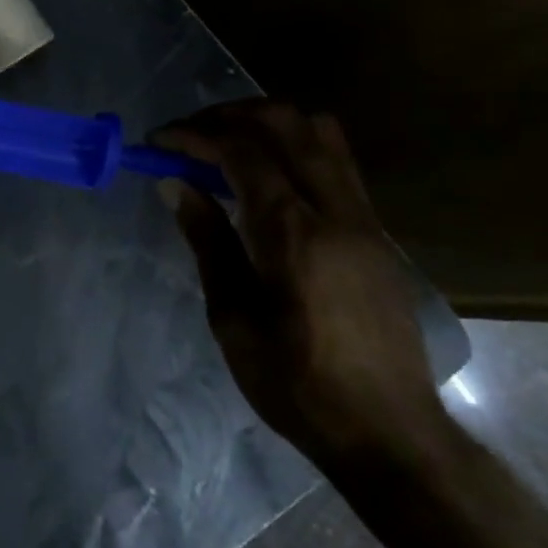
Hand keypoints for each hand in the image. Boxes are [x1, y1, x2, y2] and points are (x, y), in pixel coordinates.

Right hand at [154, 100, 444, 469]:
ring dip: (267, 123)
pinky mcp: (377, 232)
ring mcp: (364, 217)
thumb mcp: (233, 319)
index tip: (157, 141)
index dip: (193, 135)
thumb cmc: (298, 383)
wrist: (390, 432)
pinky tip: (268, 179)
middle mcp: (334, 210)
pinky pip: (335, 161)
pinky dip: (295, 147)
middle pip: (285, 122)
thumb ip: (207, 242)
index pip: (240, 150)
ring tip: (227, 144)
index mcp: (292, 232)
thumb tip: (175, 185)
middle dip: (229, 114)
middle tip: (189, 135)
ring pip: (320, 132)